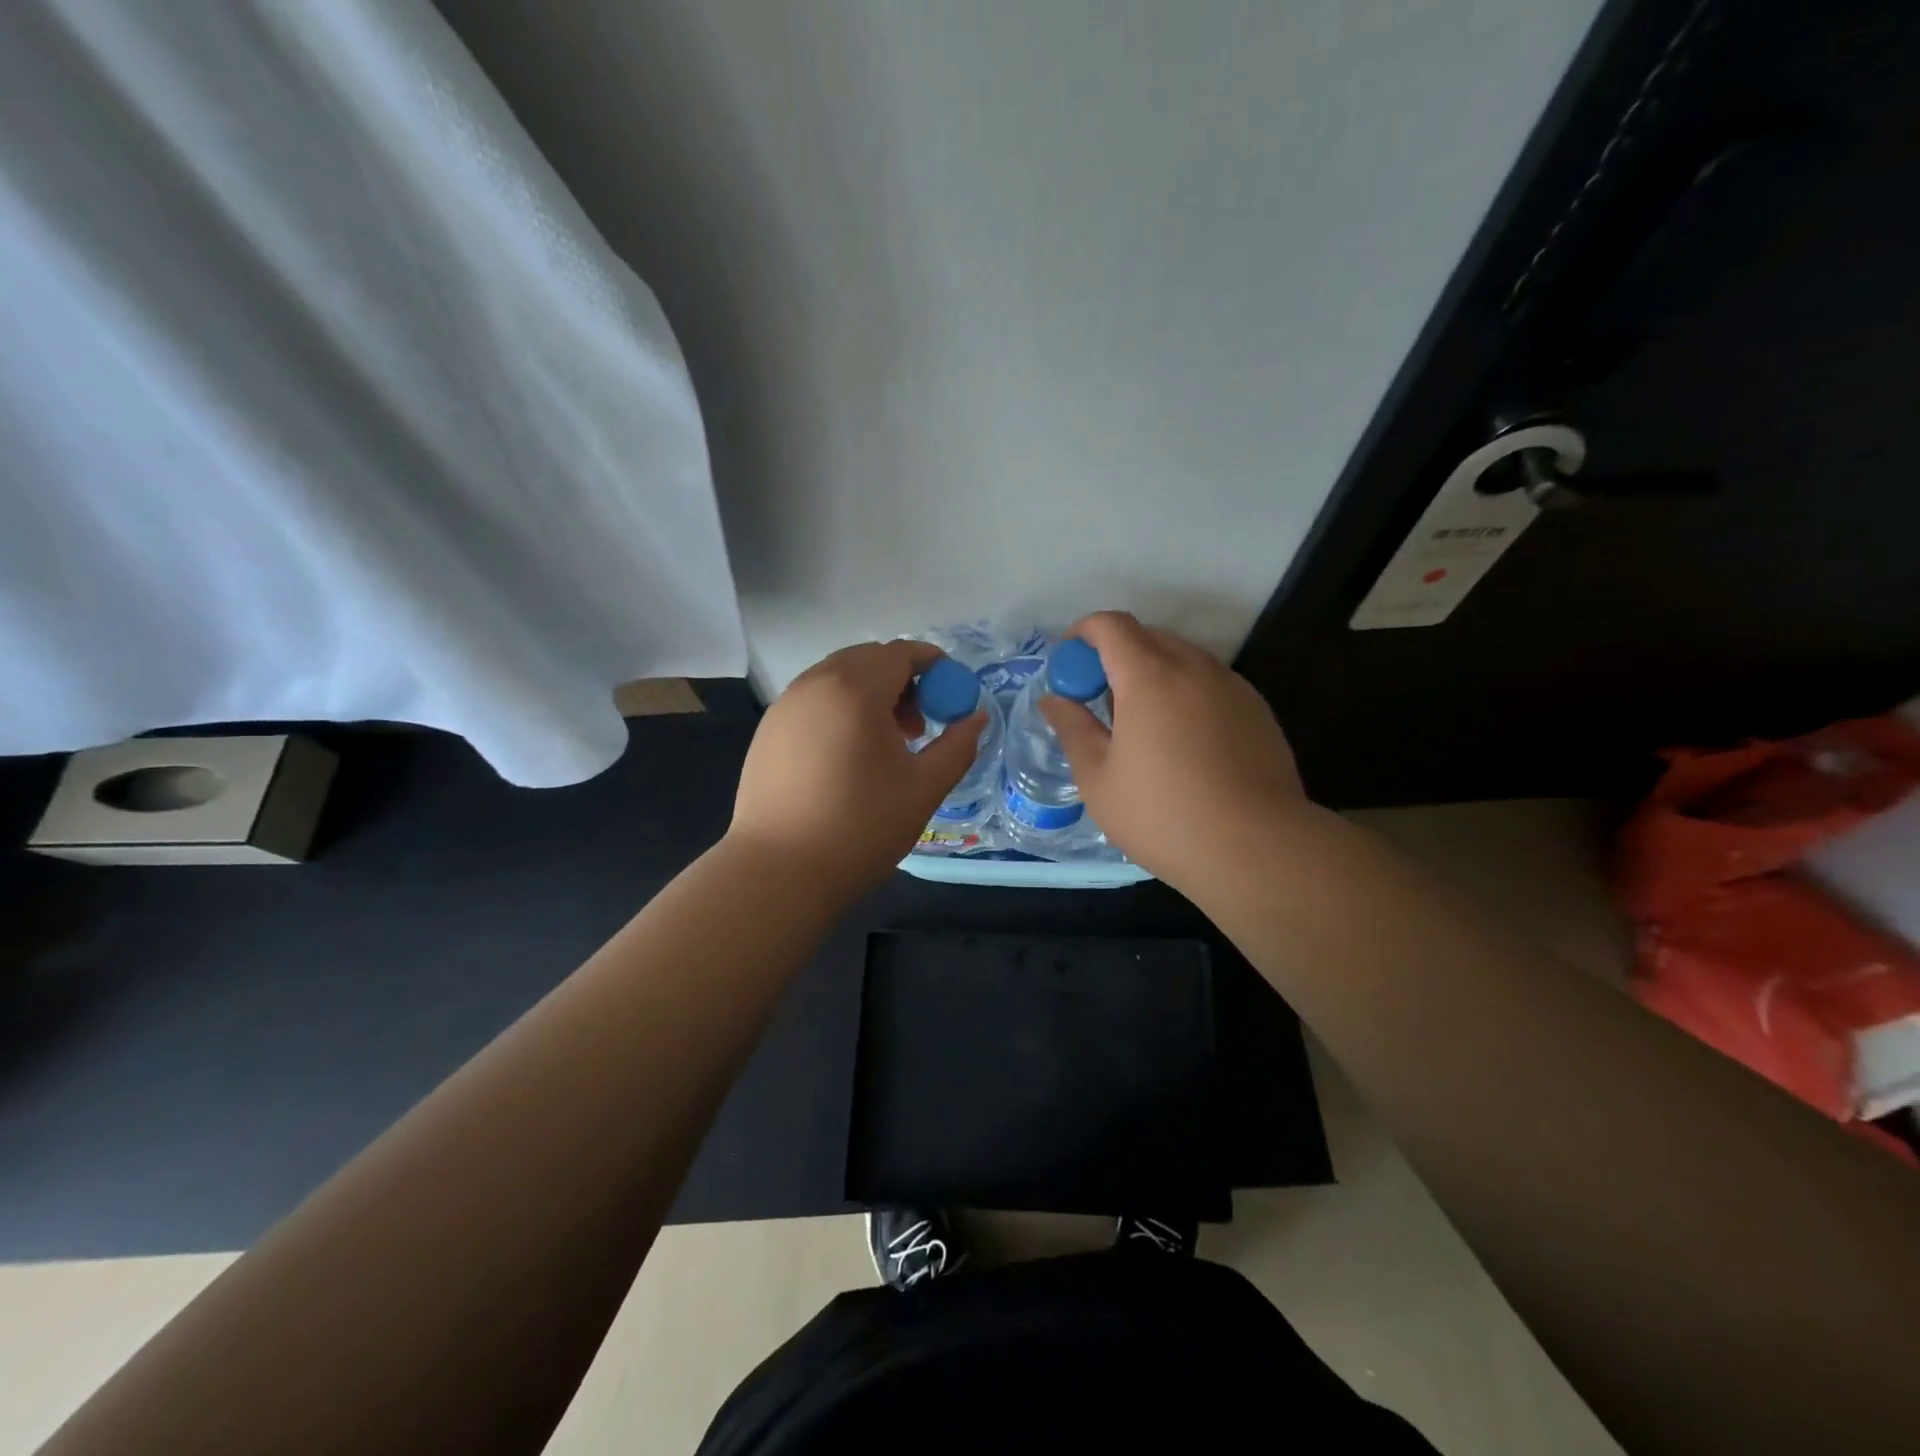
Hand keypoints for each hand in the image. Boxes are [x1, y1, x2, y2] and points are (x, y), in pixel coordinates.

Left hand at [729, 639, 986, 897]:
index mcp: (855, 690)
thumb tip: (975, 717)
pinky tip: (847, 756)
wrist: (778, 871)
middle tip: (919, 726)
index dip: (934, 666)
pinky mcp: (768, 729)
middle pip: (868, 659)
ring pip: (838, 677)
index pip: (901, 653)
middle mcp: (815, 684)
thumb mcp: (924, 789)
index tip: (951, 695)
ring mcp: (785, 704)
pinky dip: (841, 708)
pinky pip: (814, 699)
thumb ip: (958, 746)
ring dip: (870, 693)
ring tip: (885, 744)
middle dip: (902, 680)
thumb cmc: (860, 828)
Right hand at [1041, 611, 1311, 891]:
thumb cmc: (1163, 816)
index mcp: (1149, 677)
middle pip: (1147, 636)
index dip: (1083, 633)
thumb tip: (1053, 700)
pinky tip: (1182, 740)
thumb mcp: (1098, 780)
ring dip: (1152, 672)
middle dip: (1114, 654)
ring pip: (1182, 657)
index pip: (1111, 626)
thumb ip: (1073, 729)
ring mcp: (1232, 686)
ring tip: (1140, 722)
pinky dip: (1184, 691)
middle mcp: (1194, 667)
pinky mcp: (1257, 709)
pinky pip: (1210, 682)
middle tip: (1097, 697)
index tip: (1068, 661)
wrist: (1256, 849)